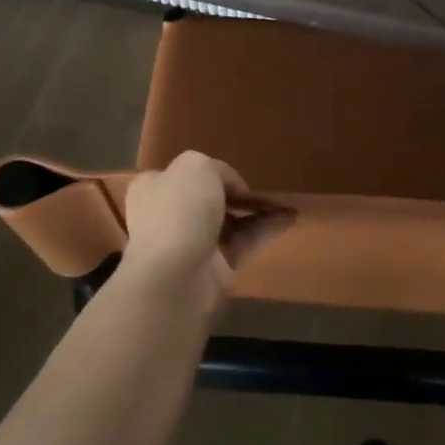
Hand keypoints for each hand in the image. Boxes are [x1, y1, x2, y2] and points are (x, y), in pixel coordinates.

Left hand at [119, 151, 293, 312]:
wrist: (174, 277)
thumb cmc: (178, 211)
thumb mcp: (196, 166)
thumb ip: (216, 169)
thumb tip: (230, 187)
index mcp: (154, 187)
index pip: (181, 175)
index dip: (207, 171)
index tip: (231, 173)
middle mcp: (170, 215)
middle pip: (207, 199)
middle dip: (234, 193)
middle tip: (260, 187)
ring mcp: (193, 243)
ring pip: (230, 221)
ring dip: (256, 211)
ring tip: (284, 201)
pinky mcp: (217, 267)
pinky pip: (246, 241)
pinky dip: (267, 229)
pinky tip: (290, 218)